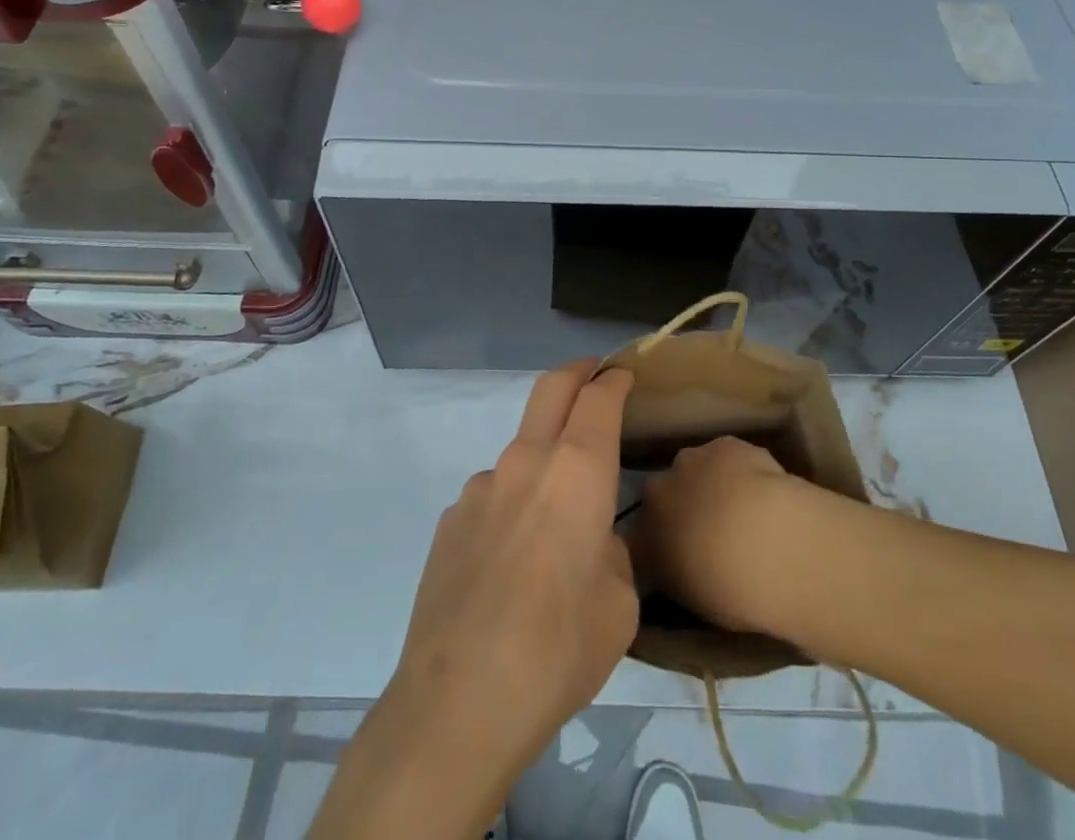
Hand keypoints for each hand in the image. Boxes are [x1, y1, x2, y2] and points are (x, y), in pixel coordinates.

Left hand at [310, 362, 636, 839]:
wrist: (460, 701)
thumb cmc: (558, 650)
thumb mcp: (618, 605)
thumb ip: (609, 552)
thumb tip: (590, 541)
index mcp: (577, 472)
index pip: (598, 399)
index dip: (614, 380)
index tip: (623, 375)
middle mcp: (526, 462)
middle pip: (550, 389)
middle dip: (576, 373)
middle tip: (592, 374)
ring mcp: (481, 487)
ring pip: (520, 449)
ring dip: (542, 456)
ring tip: (554, 517)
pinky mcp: (450, 519)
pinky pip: (492, 495)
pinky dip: (512, 504)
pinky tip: (511, 561)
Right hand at [631, 435, 819, 636]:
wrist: (766, 544)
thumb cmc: (730, 591)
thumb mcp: (694, 600)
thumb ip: (678, 575)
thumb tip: (682, 564)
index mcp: (644, 539)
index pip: (642, 538)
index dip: (662, 543)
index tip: (681, 555)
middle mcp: (657, 493)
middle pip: (665, 494)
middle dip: (683, 505)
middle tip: (712, 529)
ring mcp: (690, 461)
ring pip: (695, 469)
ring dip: (710, 482)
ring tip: (742, 508)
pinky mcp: (723, 444)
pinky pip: (727, 456)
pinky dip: (740, 468)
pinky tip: (763, 488)